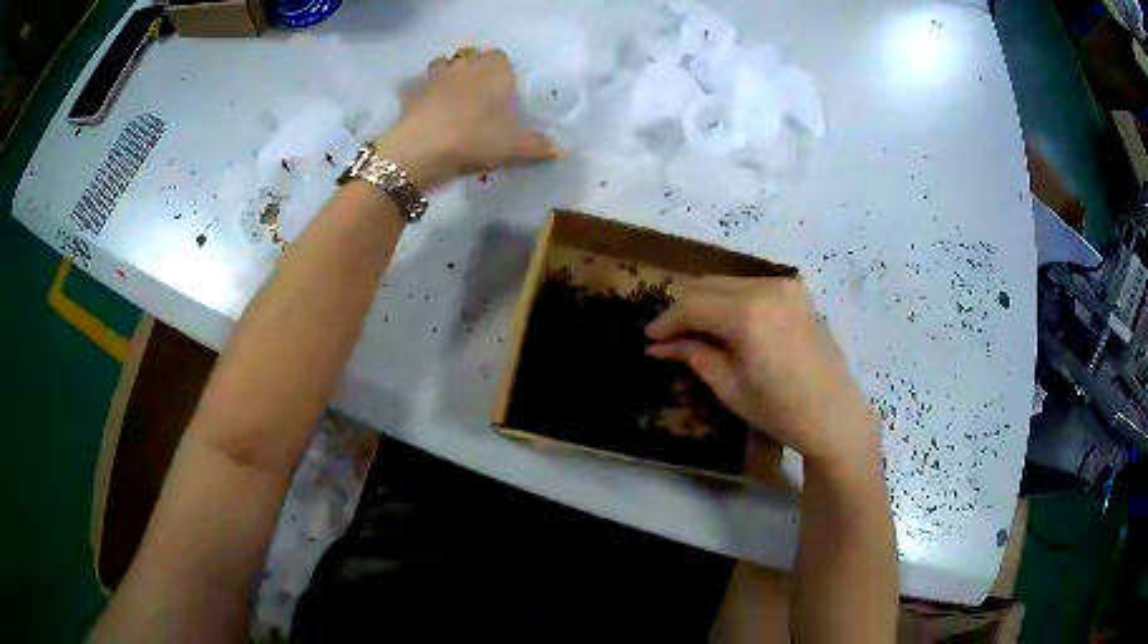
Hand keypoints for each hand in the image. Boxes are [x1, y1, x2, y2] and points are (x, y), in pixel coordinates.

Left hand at [373, 49, 557, 189]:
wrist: (422, 150)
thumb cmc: (476, 139)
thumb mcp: (515, 148)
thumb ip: (540, 146)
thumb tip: (564, 151)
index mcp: (493, 70)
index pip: (500, 58)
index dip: (502, 72)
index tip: (502, 93)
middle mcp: (464, 65)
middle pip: (471, 58)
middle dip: (475, 72)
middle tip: (479, 99)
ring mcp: (434, 76)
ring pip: (443, 65)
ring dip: (447, 76)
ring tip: (451, 99)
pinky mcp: (410, 92)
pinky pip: (417, 86)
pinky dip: (421, 94)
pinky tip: (425, 111)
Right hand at [645, 276, 879, 468]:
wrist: (833, 414)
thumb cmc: (779, 410)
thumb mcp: (729, 387)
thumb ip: (693, 355)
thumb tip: (657, 345)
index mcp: (747, 314)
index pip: (692, 306)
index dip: (666, 321)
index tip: (648, 337)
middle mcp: (766, 288)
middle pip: (707, 286)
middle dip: (683, 308)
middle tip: (666, 336)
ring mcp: (784, 285)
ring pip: (728, 282)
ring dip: (706, 301)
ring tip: (693, 330)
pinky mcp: (796, 291)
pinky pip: (751, 285)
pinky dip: (731, 299)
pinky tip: (726, 323)